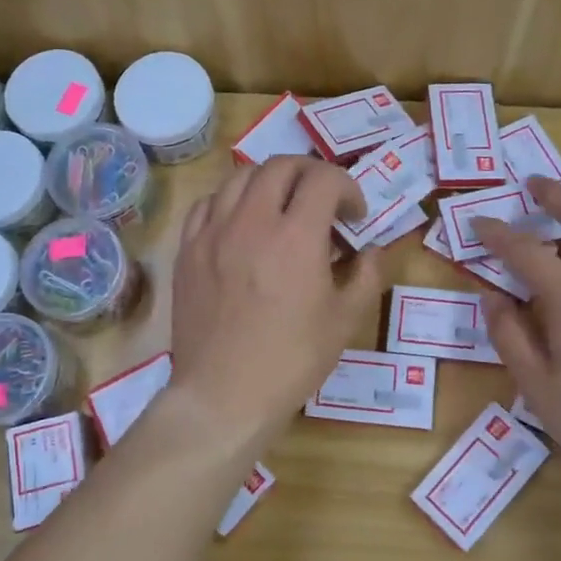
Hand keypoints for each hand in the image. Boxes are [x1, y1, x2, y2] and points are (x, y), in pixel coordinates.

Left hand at [170, 156, 382, 447]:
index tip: (354, 214)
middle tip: (323, 200)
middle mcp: (252, 221)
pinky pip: (208, 203)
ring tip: (282, 206)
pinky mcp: (188, 249)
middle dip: (311, 173)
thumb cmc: (292, 361)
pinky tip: (241, 221)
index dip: (348, 187)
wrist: (224, 395)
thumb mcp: (345, 321)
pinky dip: (231, 200)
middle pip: (281, 165)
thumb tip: (372, 250)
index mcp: (296, 237)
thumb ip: (366, 276)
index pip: (324, 179)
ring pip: (240, 176)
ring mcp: (213, 232)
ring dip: (270, 181)